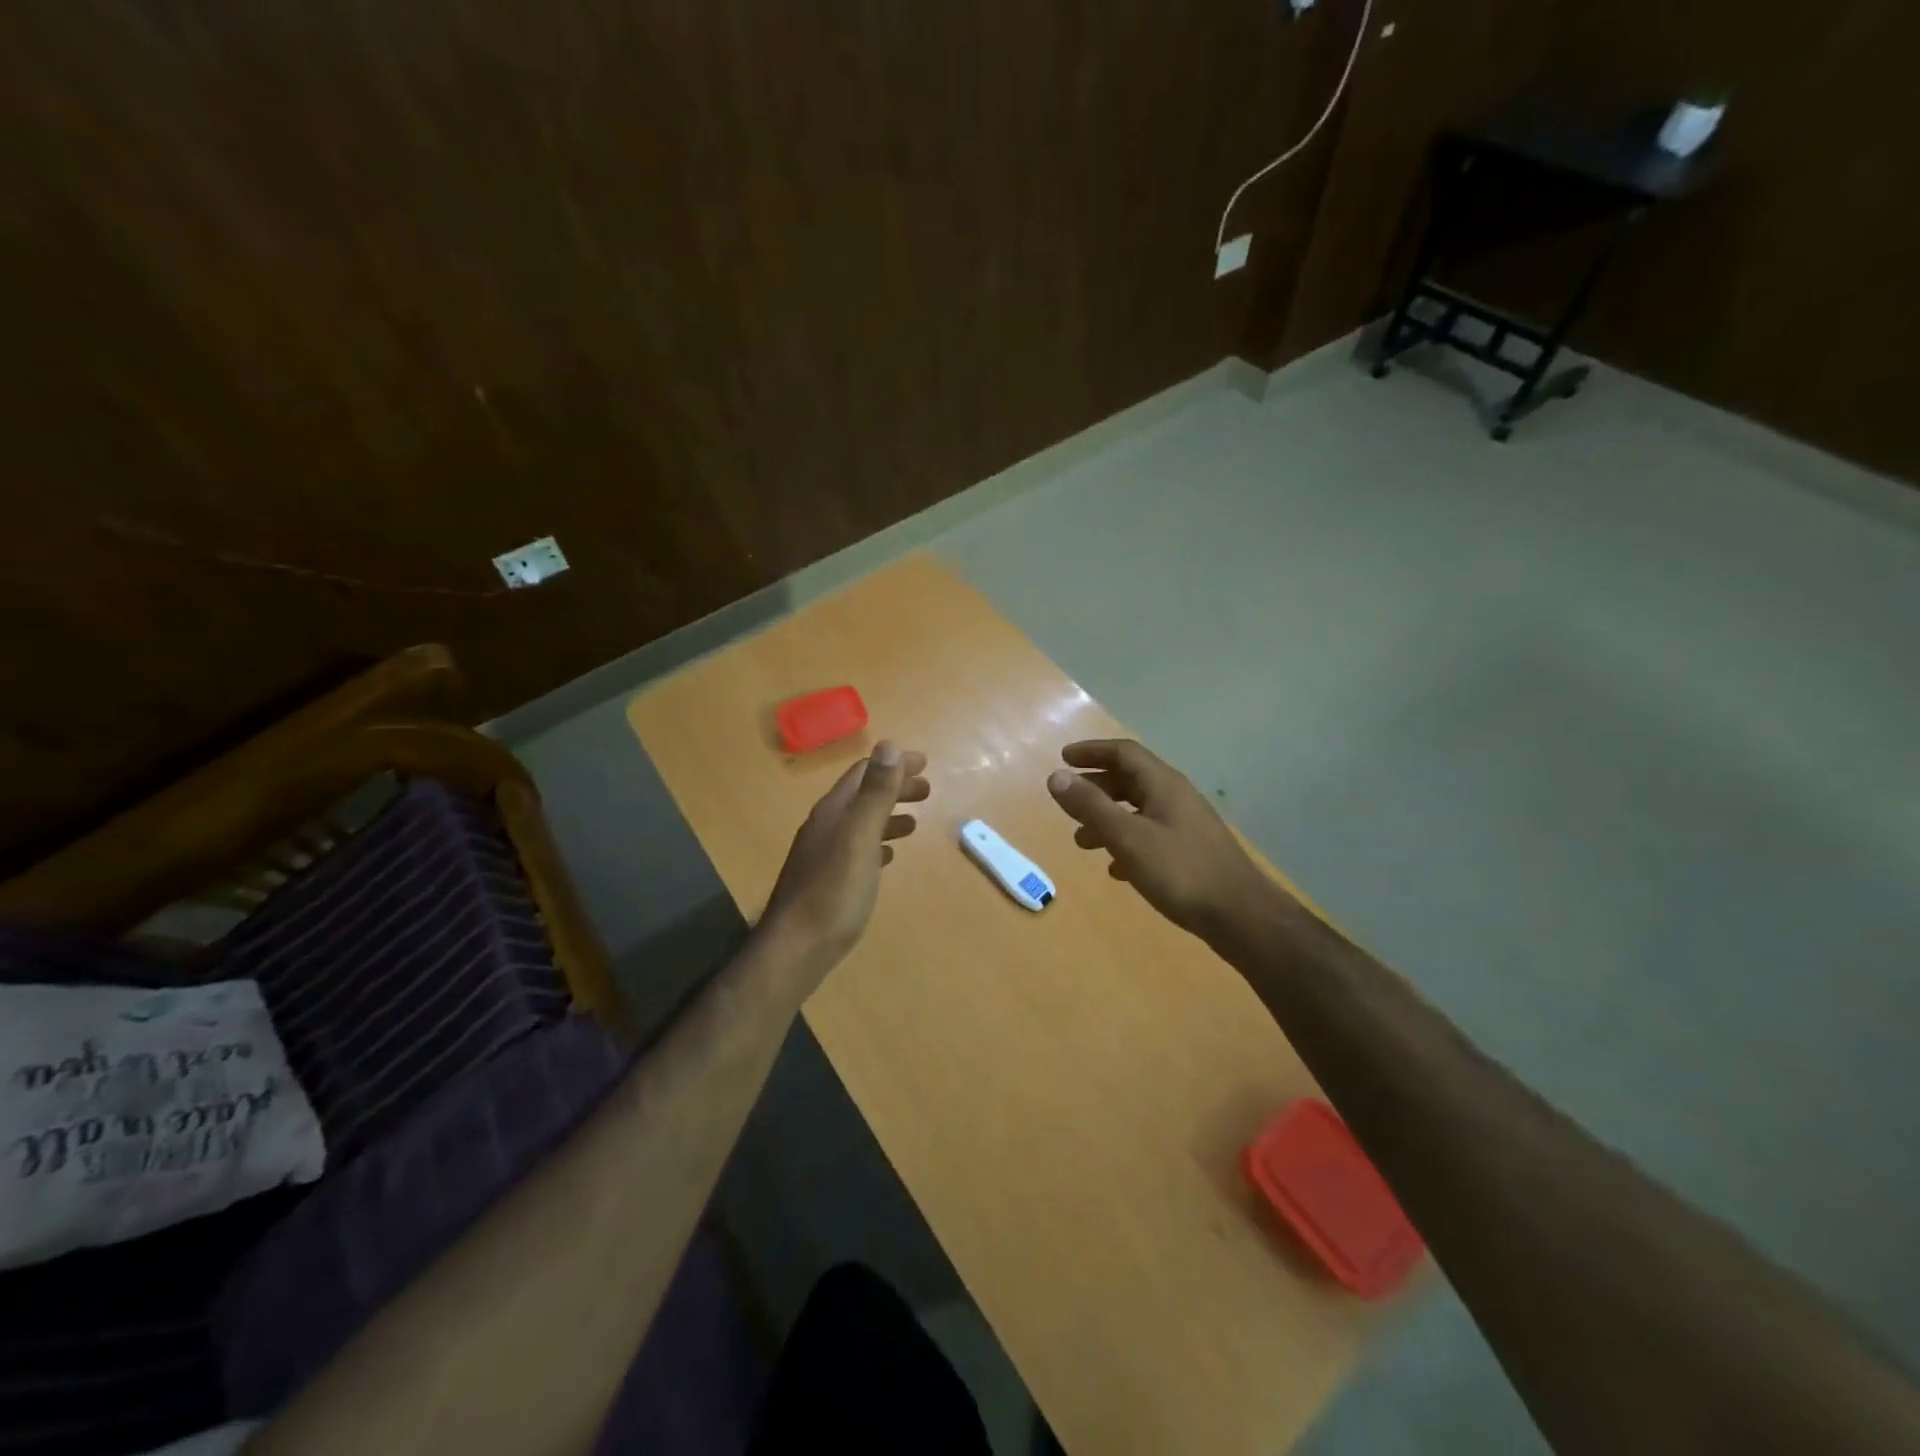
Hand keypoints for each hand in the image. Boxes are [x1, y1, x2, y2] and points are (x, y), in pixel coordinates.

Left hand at [760, 741, 929, 976]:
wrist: (797, 948)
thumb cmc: (834, 891)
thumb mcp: (860, 836)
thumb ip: (875, 793)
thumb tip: (889, 745)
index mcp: (833, 811)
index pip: (864, 773)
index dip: (894, 764)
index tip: (926, 764)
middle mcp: (825, 827)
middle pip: (862, 796)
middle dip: (894, 788)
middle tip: (928, 791)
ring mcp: (823, 855)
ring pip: (860, 823)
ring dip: (888, 815)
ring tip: (914, 822)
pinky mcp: (827, 881)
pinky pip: (856, 850)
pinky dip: (877, 843)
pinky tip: (888, 856)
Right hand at [1047, 739, 1268, 940]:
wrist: (1240, 915)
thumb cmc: (1180, 871)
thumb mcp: (1127, 837)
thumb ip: (1091, 806)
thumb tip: (1056, 777)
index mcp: (1163, 784)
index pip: (1124, 753)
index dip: (1092, 751)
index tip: (1063, 758)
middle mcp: (1176, 797)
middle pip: (1130, 780)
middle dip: (1096, 788)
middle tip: (1068, 803)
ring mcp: (1186, 825)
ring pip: (1138, 810)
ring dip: (1107, 819)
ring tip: (1082, 842)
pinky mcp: (1191, 852)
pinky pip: (1150, 836)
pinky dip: (1126, 843)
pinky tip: (1116, 870)